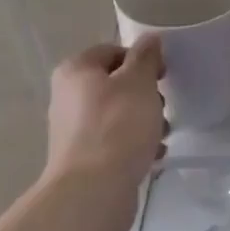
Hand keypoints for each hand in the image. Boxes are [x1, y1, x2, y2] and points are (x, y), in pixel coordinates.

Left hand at [45, 40, 165, 230]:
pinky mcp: (82, 159)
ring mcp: (72, 130)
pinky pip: (114, 141)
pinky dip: (134, 144)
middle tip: (161, 106)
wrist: (93, 191)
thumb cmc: (118, 126)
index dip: (141, 59)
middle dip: (144, 94)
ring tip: (162, 134)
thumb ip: (146, 57)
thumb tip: (149, 39)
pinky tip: (153, 155)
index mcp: (75, 71)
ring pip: (116, 114)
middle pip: (115, 83)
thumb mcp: (139, 82)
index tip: (162, 75)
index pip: (112, 51)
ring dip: (143, 120)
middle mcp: (67, 96)